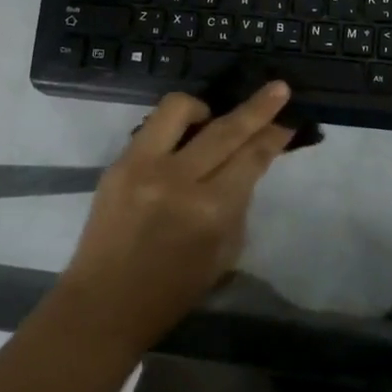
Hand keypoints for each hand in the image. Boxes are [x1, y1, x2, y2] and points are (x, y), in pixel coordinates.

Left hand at [58, 83, 295, 348]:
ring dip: (204, 106)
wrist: (103, 304)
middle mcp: (178, 180)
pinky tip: (181, 140)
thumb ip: (237, 203)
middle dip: (258, 107)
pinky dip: (173, 126)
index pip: (251, 158)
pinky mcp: (117, 163)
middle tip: (278, 88)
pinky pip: (152, 127)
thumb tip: (247, 163)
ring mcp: (142, 166)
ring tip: (211, 118)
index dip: (273, 136)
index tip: (288, 121)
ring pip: (179, 109)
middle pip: (226, 129)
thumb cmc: (172, 291)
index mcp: (210, 211)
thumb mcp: (223, 253)